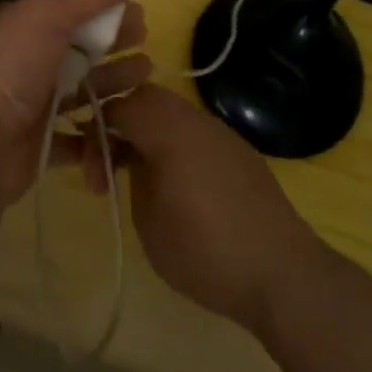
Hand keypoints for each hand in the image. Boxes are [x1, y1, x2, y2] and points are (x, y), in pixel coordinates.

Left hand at [0, 0, 152, 210]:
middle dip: (113, 42)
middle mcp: (25, 62)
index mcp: (21, 25)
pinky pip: (78, 138)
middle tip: (149, 40)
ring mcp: (30, 106)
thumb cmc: (3, 68)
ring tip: (146, 79)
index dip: (106, 6)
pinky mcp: (38, 147)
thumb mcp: (48, 14)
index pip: (70, 8)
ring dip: (112, 83)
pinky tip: (130, 128)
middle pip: (78, 48)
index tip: (142, 9)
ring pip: (81, 90)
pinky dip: (102, 134)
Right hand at [83, 84, 323, 335]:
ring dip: (146, 133)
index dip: (94, 128)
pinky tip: (173, 183)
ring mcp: (221, 133)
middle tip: (107, 166)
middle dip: (119, 123)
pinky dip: (173, 144)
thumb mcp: (149, 220)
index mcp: (169, 130)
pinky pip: (194, 132)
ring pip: (171, 112)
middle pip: (146, 98)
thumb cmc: (205, 250)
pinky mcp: (239, 152)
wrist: (282, 273)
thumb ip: (134, 176)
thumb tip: (136, 160)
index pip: (119, 104)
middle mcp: (196, 119)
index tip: (89, 169)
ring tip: (136, 176)